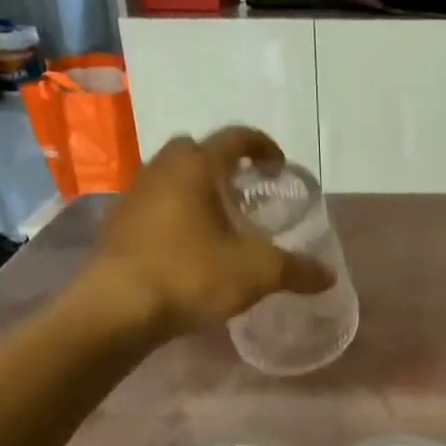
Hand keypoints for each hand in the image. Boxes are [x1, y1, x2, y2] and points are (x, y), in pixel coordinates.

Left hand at [87, 127, 332, 334]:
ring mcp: (133, 196)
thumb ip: (296, 270)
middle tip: (242, 193)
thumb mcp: (256, 273)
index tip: (278, 166)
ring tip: (215, 222)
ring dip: (193, 191)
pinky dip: (172, 216)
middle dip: (222, 165)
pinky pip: (152, 207)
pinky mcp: (116, 225)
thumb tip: (328, 276)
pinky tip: (185, 248)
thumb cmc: (191, 275)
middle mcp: (161, 169)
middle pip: (195, 151)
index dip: (263, 146)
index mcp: (197, 166)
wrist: (117, 308)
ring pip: (169, 178)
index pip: (236, 137)